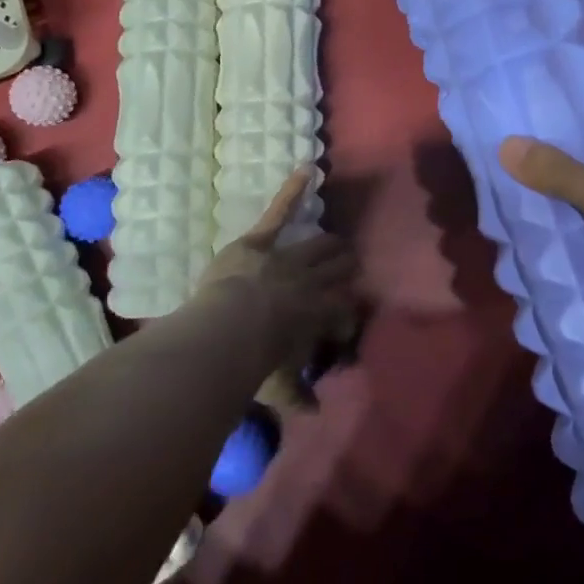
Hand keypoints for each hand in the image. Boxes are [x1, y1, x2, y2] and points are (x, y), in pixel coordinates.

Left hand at [197, 167, 362, 400]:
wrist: (230, 329)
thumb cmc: (254, 360)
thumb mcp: (277, 384)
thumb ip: (296, 396)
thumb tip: (314, 413)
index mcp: (317, 315)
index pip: (342, 308)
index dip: (346, 310)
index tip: (347, 316)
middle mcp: (310, 283)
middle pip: (336, 272)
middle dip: (345, 269)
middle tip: (352, 265)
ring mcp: (287, 258)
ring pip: (318, 246)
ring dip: (331, 245)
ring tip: (340, 242)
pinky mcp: (261, 242)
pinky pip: (279, 213)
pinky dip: (293, 191)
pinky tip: (307, 170)